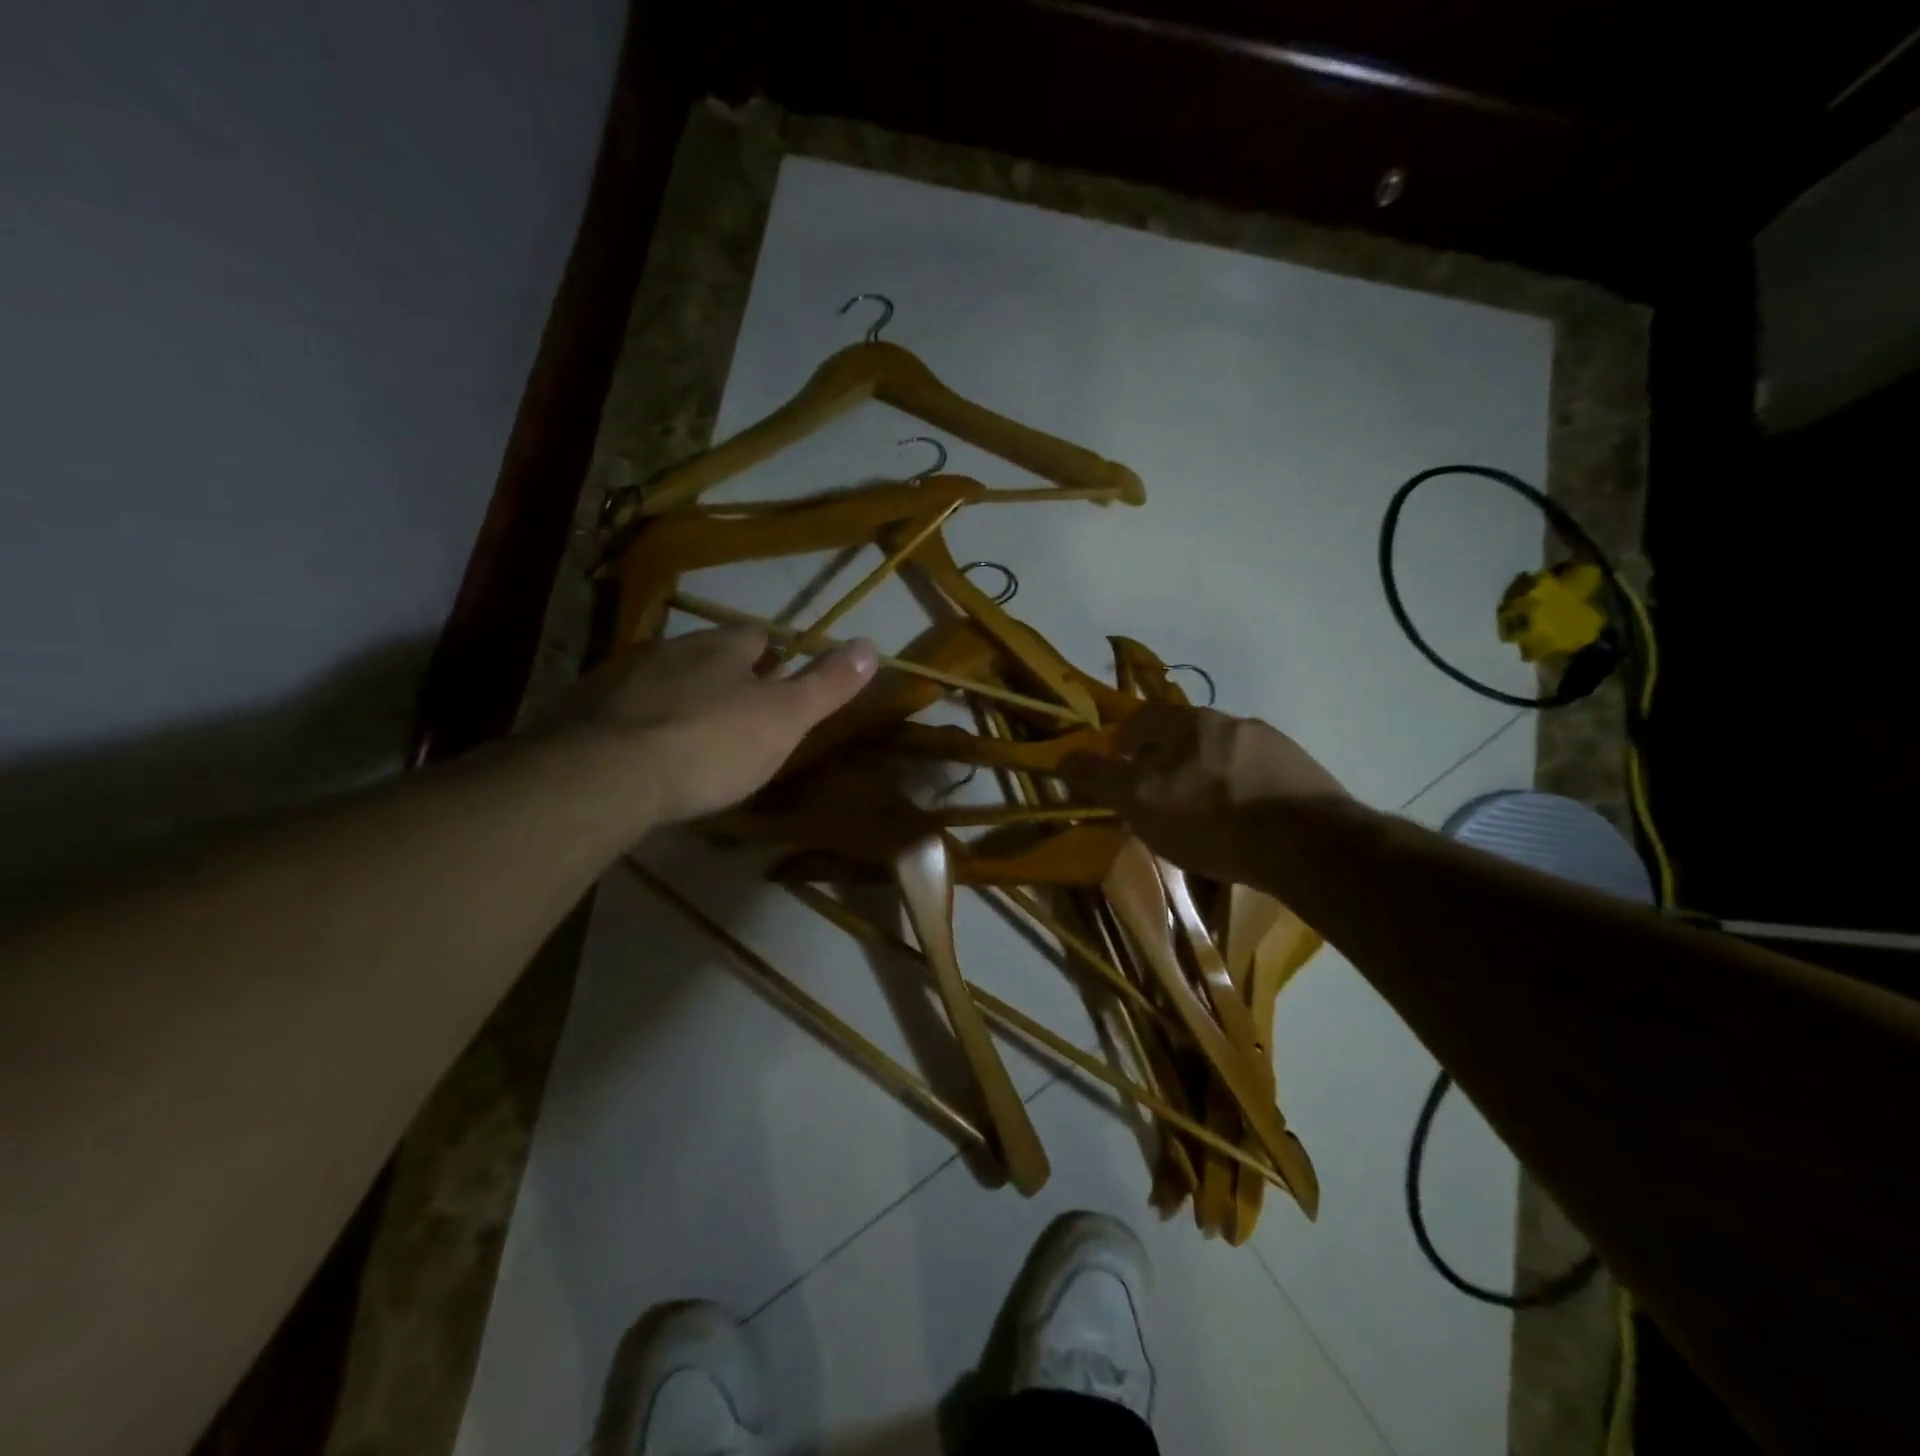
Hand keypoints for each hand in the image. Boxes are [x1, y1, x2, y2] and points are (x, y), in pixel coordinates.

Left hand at [536, 627, 876, 826]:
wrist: (604, 776)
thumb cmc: (710, 744)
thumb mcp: (784, 719)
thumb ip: (827, 685)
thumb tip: (871, 643)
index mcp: (720, 648)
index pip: (756, 637)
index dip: (773, 657)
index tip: (780, 681)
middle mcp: (668, 649)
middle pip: (706, 656)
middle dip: (724, 677)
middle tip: (738, 715)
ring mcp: (618, 677)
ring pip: (661, 680)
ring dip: (679, 698)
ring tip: (691, 737)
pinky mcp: (578, 710)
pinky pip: (620, 709)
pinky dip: (637, 723)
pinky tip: (641, 753)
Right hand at [1061, 703, 1347, 880]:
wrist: (1307, 844)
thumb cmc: (1210, 819)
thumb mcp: (1140, 802)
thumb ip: (1101, 777)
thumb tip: (1064, 756)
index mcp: (1190, 723)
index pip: (1145, 718)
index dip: (1125, 739)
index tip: (1119, 764)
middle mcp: (1233, 722)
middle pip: (1188, 734)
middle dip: (1169, 758)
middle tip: (1161, 792)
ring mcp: (1274, 746)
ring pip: (1226, 754)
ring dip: (1209, 774)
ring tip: (1206, 811)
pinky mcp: (1305, 775)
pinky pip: (1260, 776)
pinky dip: (1244, 791)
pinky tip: (1245, 822)